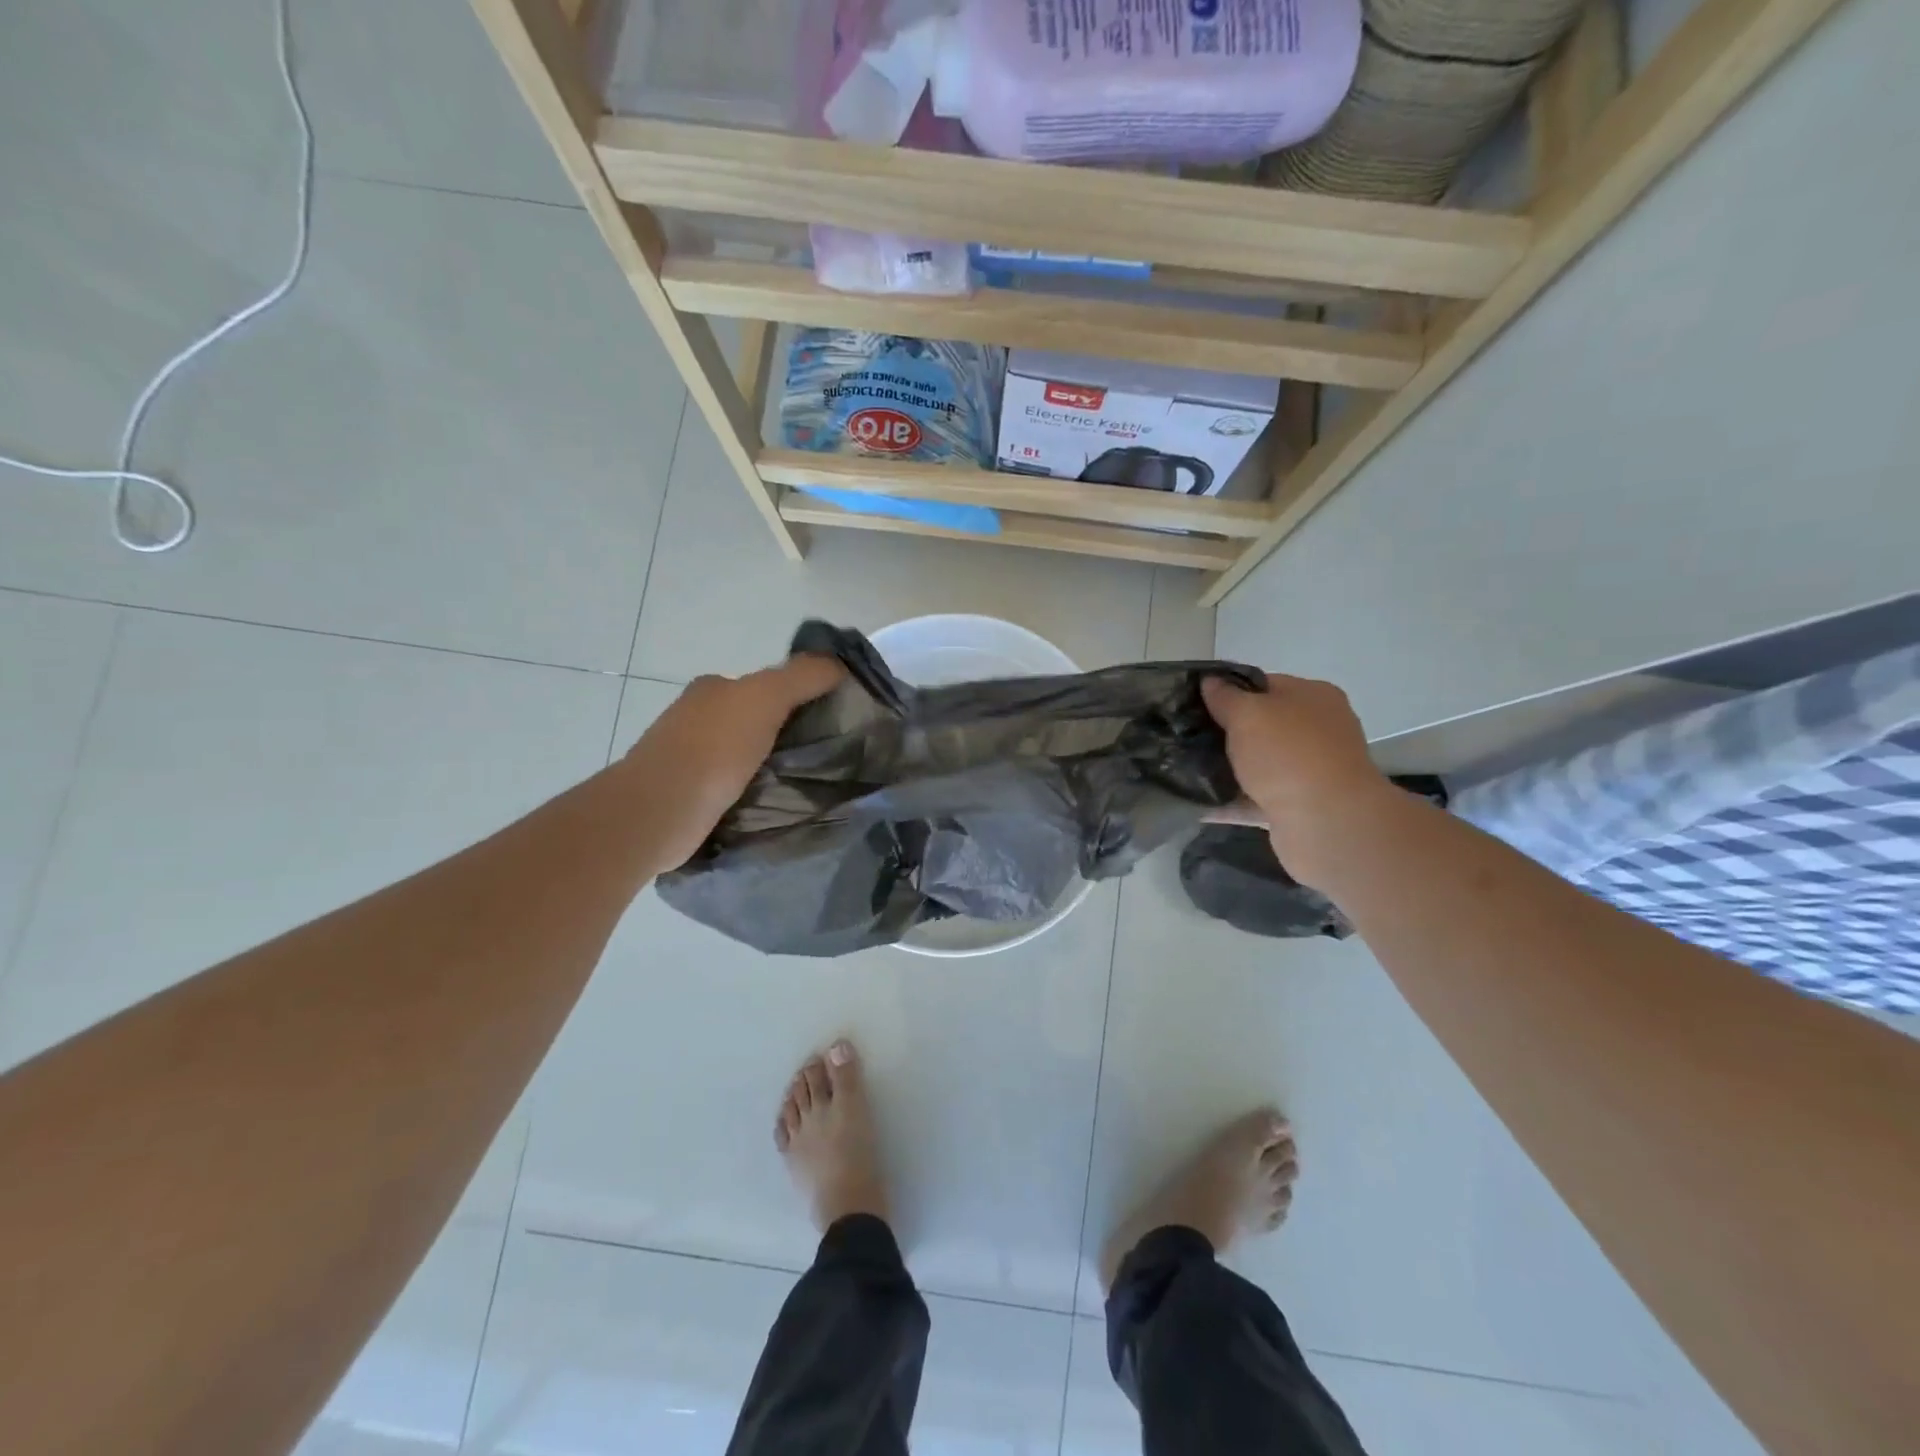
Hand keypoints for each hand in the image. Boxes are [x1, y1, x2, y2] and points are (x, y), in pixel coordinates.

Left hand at [620, 654, 846, 873]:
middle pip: (755, 719)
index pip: (766, 685)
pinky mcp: (688, 795)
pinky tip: (771, 805)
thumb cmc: (713, 749)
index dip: (800, 697)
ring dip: (770, 765)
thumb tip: (838, 664)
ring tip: (804, 785)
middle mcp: (697, 716)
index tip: (830, 721)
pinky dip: (752, 792)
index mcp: (713, 688)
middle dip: (786, 734)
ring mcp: (688, 757)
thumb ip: (803, 675)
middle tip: (824, 756)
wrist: (658, 811)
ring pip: (744, 754)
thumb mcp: (766, 697)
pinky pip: (732, 786)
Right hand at [1201, 674, 1394, 885]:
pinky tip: (1196, 803)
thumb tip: (1210, 681)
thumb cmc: (1288, 754)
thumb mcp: (1248, 714)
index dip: (1228, 691)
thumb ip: (1225, 697)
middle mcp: (1317, 731)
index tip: (1194, 702)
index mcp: (1313, 697)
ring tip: (1182, 769)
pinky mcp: (1298, 807)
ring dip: (1226, 769)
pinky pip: (1255, 800)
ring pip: (1258, 765)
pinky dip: (1230, 802)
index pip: (1264, 685)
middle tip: (1185, 736)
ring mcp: (1310, 771)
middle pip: (1262, 726)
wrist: (1327, 822)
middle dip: (1225, 733)